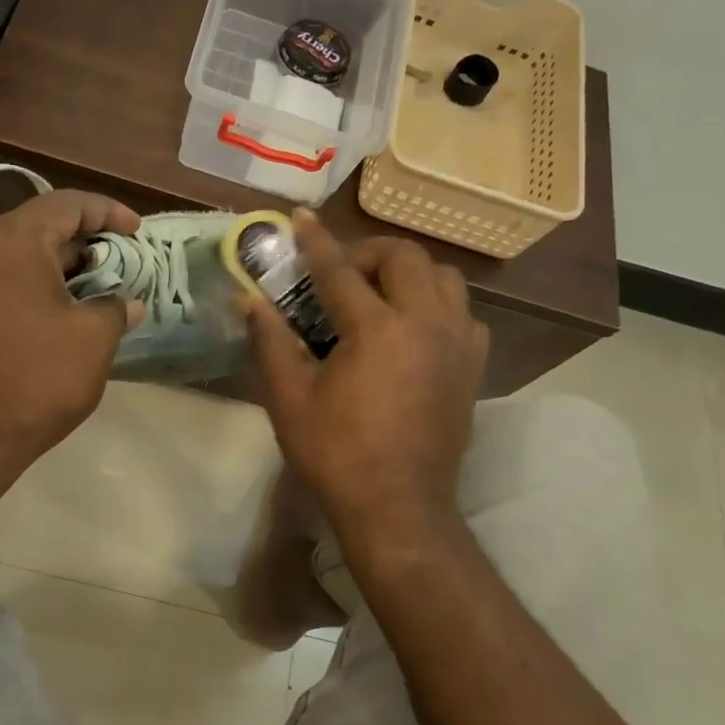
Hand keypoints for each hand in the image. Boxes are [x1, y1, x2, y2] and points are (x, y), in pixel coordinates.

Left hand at [0, 189, 143, 468]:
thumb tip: (126, 302)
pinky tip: (29, 318)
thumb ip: (114, 308)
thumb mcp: (92, 342)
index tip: (134, 230)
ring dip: (40, 269)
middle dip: (75, 246)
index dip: (107, 211)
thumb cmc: (32, 383)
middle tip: (108, 270)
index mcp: (10, 240)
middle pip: (31, 228)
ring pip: (1, 256)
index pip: (66, 204)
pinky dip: (9, 288)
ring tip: (72, 296)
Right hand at [243, 211, 489, 538]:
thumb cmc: (337, 455)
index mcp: (377, 329)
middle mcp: (426, 324)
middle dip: (369, 252)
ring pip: (446, 278)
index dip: (315, 241)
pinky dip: (438, 305)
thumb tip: (250, 300)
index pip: (340, 269)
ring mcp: (457, 344)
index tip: (299, 217)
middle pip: (406, 258)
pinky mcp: (473, 367)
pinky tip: (413, 328)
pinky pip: (463, 314)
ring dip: (410, 273)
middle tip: (340, 271)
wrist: (399, 508)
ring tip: (380, 293)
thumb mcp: (290, 398)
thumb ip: (270, 341)